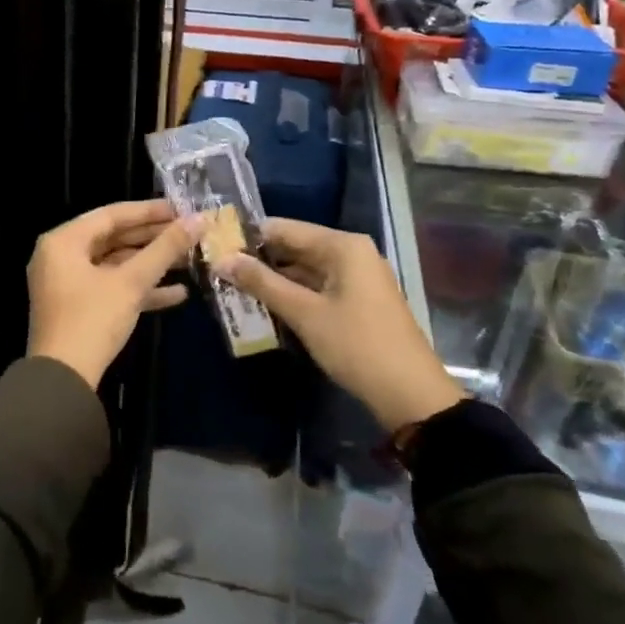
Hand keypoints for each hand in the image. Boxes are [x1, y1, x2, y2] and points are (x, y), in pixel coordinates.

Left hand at [28, 199, 198, 389]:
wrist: (63, 380)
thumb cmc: (92, 319)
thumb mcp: (131, 282)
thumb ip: (164, 249)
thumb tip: (198, 220)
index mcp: (63, 241)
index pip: (110, 215)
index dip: (148, 211)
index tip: (181, 209)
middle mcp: (61, 256)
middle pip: (113, 239)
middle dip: (153, 239)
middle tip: (189, 233)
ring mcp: (68, 284)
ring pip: (115, 265)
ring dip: (151, 265)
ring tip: (190, 260)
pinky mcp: (78, 308)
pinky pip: (111, 288)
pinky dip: (139, 289)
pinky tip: (178, 293)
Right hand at [215, 218, 462, 431]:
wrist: (410, 395)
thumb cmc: (356, 345)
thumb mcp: (304, 314)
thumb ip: (262, 283)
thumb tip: (221, 259)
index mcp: (342, 246)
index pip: (284, 228)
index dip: (248, 237)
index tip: (214, 247)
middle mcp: (351, 253)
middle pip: (294, 247)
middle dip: (258, 260)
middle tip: (218, 270)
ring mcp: (356, 278)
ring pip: (303, 269)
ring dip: (272, 279)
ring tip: (232, 287)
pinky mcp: (356, 301)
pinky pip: (316, 287)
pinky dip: (292, 294)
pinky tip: (263, 305)